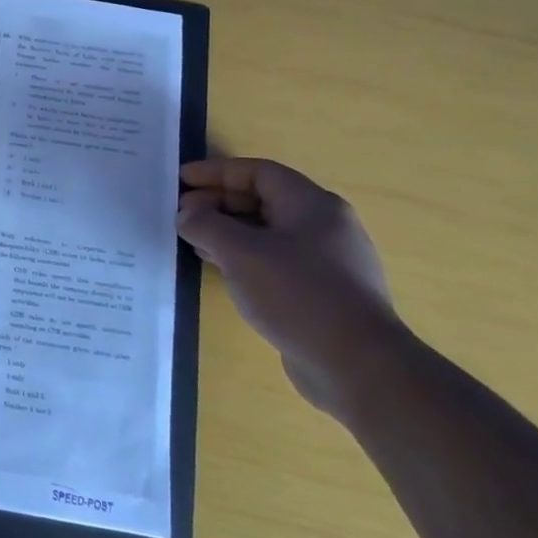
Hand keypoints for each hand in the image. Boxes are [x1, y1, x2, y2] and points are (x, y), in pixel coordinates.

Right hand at [176, 158, 406, 415]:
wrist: (356, 365)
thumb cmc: (297, 294)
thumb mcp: (240, 252)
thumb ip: (206, 224)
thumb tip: (188, 214)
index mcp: (313, 206)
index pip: (258, 173)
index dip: (216, 172)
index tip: (181, 180)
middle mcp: (324, 226)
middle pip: (263, 200)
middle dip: (219, 202)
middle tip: (182, 214)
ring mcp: (326, 261)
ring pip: (267, 232)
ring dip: (227, 231)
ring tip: (192, 240)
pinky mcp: (321, 292)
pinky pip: (274, 260)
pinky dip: (243, 256)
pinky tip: (220, 270)